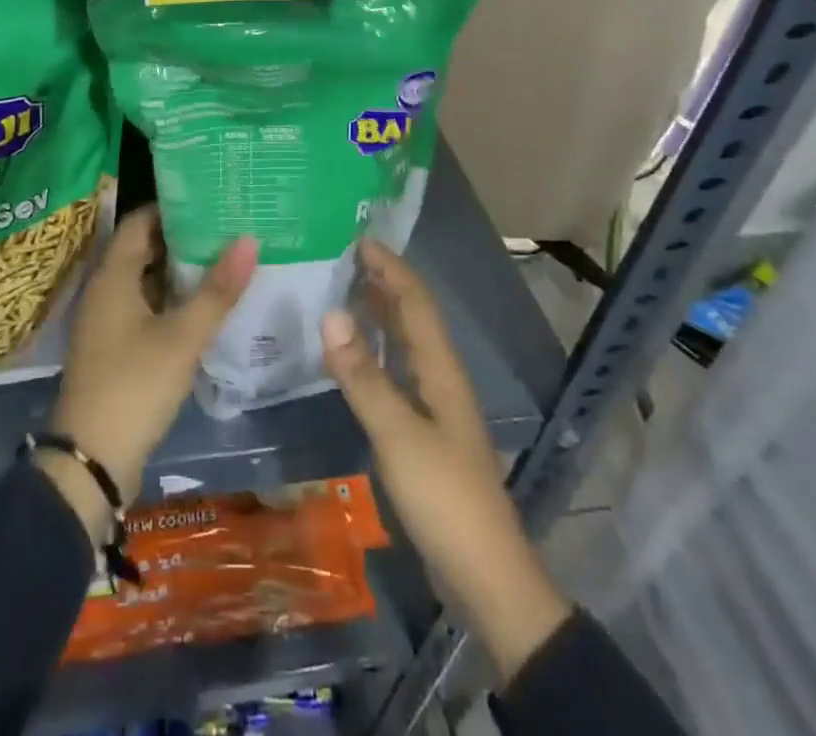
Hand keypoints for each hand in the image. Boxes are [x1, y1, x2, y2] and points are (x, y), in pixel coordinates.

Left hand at [42, 205, 256, 540]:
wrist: (91, 459)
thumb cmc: (134, 385)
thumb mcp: (182, 337)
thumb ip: (217, 290)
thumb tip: (249, 238)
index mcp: (112, 275)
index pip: (141, 220)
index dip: (175, 207)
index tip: (213, 200)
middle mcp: (104, 289)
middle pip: (144, 248)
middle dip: (184, 238)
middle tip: (228, 228)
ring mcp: (107, 320)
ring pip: (146, 279)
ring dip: (180, 270)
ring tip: (225, 260)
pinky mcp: (114, 346)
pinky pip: (145, 306)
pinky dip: (171, 299)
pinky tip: (204, 305)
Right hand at [322, 239, 570, 685]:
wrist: (485, 576)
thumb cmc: (445, 497)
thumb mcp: (398, 434)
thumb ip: (363, 375)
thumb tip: (330, 312)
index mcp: (441, 369)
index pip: (415, 302)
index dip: (390, 267)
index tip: (357, 238)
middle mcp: (439, 378)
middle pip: (412, 317)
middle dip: (382, 283)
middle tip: (340, 259)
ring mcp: (433, 407)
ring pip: (404, 345)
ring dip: (377, 315)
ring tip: (340, 293)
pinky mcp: (422, 433)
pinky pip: (395, 374)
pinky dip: (373, 354)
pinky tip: (349, 359)